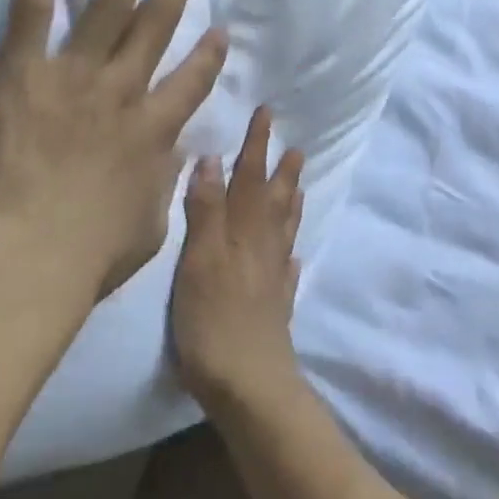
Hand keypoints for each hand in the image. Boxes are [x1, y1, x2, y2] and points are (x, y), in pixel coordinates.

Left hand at [0, 0, 227, 300]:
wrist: (25, 255)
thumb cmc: (87, 255)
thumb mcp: (147, 226)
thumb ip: (163, 183)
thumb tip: (175, 157)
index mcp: (154, 129)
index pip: (192, 81)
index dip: (208, 56)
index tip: (219, 31)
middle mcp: (123, 89)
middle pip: (157, 23)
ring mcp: (76, 74)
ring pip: (111, 5)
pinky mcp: (26, 70)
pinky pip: (37, 14)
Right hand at [170, 107, 307, 413]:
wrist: (250, 385)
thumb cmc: (214, 319)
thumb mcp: (199, 259)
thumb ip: (206, 210)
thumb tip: (213, 158)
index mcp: (243, 231)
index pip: (250, 177)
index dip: (257, 145)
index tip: (267, 113)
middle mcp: (262, 247)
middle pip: (273, 200)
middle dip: (281, 171)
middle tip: (296, 147)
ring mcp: (272, 279)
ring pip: (284, 231)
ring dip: (291, 204)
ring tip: (299, 186)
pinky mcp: (275, 309)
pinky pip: (287, 272)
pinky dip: (290, 257)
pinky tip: (293, 258)